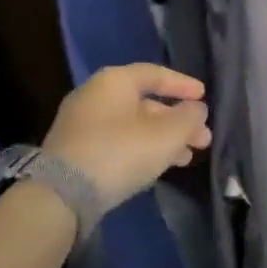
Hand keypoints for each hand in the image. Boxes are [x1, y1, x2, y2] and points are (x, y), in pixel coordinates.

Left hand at [42, 64, 212, 207]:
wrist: (62, 194)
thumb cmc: (120, 151)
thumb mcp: (166, 134)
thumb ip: (188, 117)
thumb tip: (196, 109)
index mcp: (114, 81)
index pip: (155, 73)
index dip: (183, 84)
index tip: (204, 97)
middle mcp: (95, 96)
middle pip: (146, 103)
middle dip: (178, 121)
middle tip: (203, 139)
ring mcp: (82, 125)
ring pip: (134, 126)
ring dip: (164, 139)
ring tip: (188, 157)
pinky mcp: (76, 152)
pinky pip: (119, 142)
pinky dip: (143, 149)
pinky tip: (160, 166)